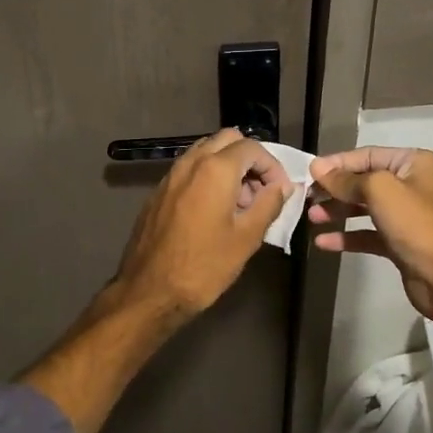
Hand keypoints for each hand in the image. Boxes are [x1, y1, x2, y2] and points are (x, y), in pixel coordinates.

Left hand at [109, 129, 291, 323]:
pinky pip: (189, 170)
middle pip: (227, 140)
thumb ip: (269, 204)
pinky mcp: (159, 192)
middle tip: (260, 191)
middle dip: (249, 159)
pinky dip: (208, 177)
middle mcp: (190, 162)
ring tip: (240, 203)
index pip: (251, 147)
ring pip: (205, 152)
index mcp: (215, 169)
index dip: (272, 165)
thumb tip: (283, 187)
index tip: (280, 191)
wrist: (150, 292)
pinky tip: (214, 211)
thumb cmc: (204, 266)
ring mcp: (170, 175)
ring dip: (228, 166)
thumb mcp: (247, 238)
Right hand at [308, 146, 432, 319]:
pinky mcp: (399, 241)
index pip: (367, 155)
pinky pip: (367, 233)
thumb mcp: (379, 191)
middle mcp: (411, 185)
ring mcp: (405, 215)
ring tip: (312, 218)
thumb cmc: (415, 224)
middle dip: (335, 189)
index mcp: (413, 163)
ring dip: (337, 211)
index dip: (338, 163)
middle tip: (307, 197)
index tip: (310, 173)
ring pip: (363, 207)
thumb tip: (317, 167)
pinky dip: (347, 236)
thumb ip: (346, 179)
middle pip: (364, 181)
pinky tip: (324, 242)